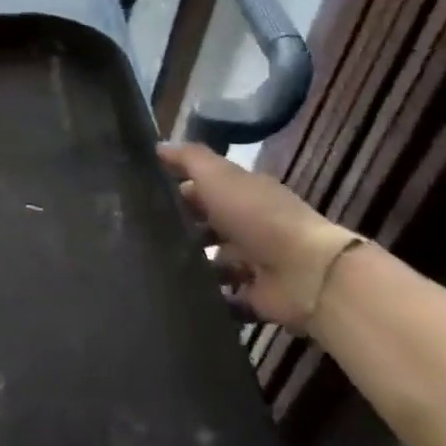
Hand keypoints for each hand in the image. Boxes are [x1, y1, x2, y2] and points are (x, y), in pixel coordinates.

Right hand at [156, 142, 357, 329]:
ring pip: (211, 263)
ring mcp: (253, 263)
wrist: (305, 273)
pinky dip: (207, 298)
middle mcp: (249, 226)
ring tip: (153, 269)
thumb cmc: (257, 217)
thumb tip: (158, 146)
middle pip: (206, 227)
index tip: (140, 199)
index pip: (203, 189)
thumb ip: (189, 159)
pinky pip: (224, 298)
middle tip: (140, 239)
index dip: (175, 191)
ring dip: (189, 266)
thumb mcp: (219, 176)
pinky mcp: (254, 296)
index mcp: (243, 194)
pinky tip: (177, 295)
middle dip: (178, 232)